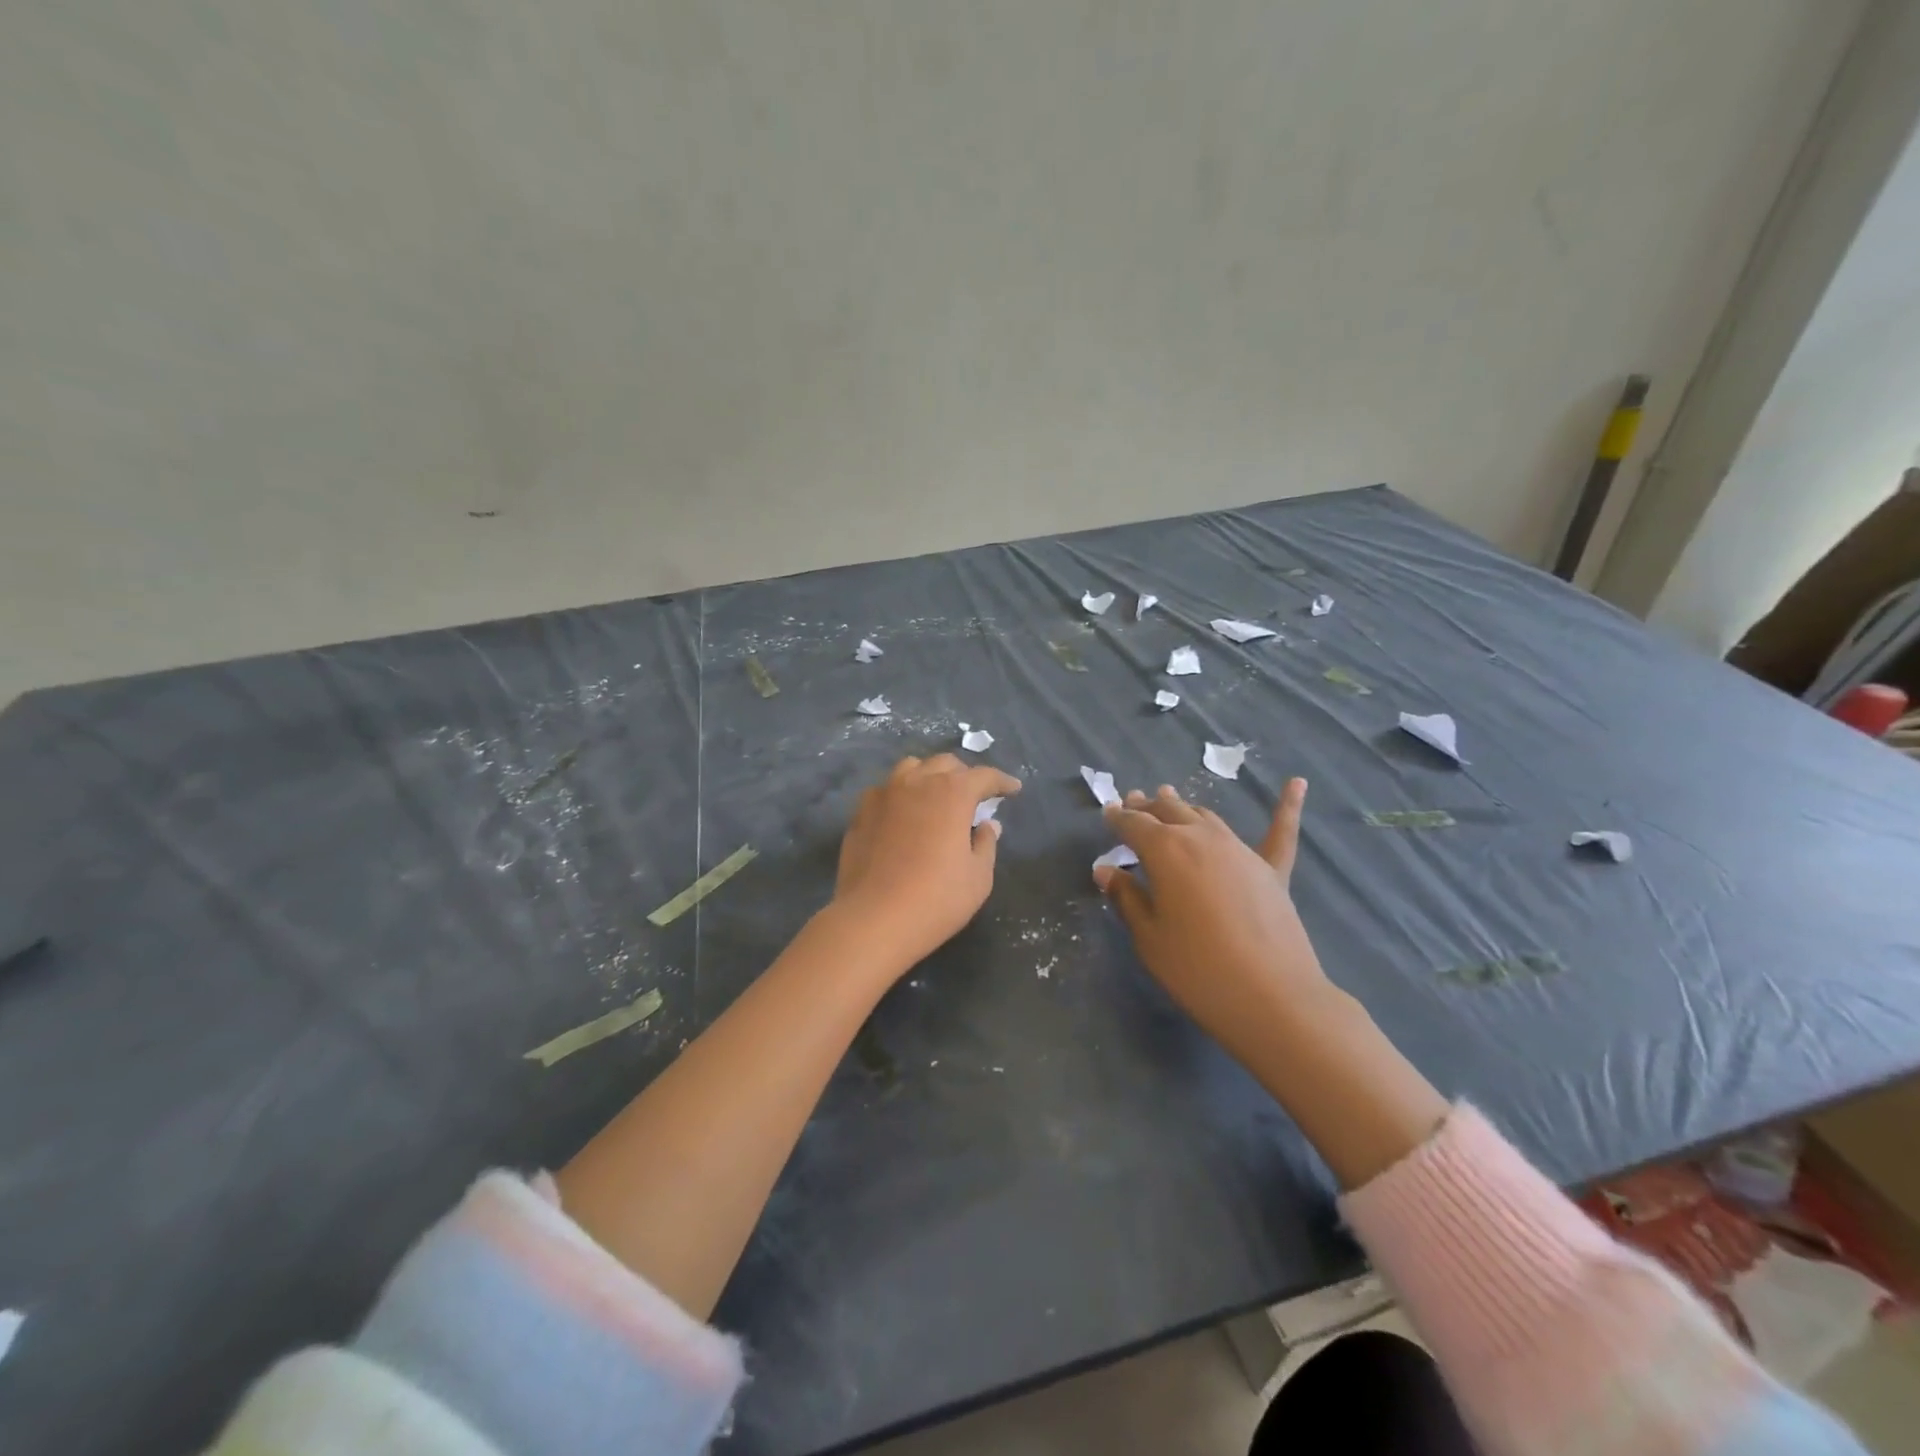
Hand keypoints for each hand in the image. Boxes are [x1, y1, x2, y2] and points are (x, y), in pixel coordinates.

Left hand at [833, 754, 1022, 973]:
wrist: (873, 919)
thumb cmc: (936, 899)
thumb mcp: (978, 877)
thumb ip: (986, 843)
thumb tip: (987, 825)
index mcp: (952, 793)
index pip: (984, 776)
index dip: (1002, 781)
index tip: (1013, 788)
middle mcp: (917, 782)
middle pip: (945, 764)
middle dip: (965, 776)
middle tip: (975, 797)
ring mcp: (884, 794)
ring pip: (911, 768)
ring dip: (930, 776)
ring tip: (936, 796)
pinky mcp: (861, 812)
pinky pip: (886, 790)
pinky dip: (901, 794)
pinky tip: (903, 815)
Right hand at [1093, 779, 1333, 1053]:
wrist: (1272, 999)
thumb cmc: (1197, 969)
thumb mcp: (1149, 937)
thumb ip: (1127, 898)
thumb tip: (1106, 870)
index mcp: (1166, 851)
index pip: (1134, 825)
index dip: (1118, 818)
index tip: (1107, 812)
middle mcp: (1202, 839)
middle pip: (1170, 813)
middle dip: (1148, 807)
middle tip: (1134, 802)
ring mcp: (1241, 851)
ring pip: (1207, 818)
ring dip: (1185, 808)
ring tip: (1171, 799)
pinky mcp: (1272, 871)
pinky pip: (1280, 834)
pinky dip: (1287, 807)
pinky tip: (1297, 783)